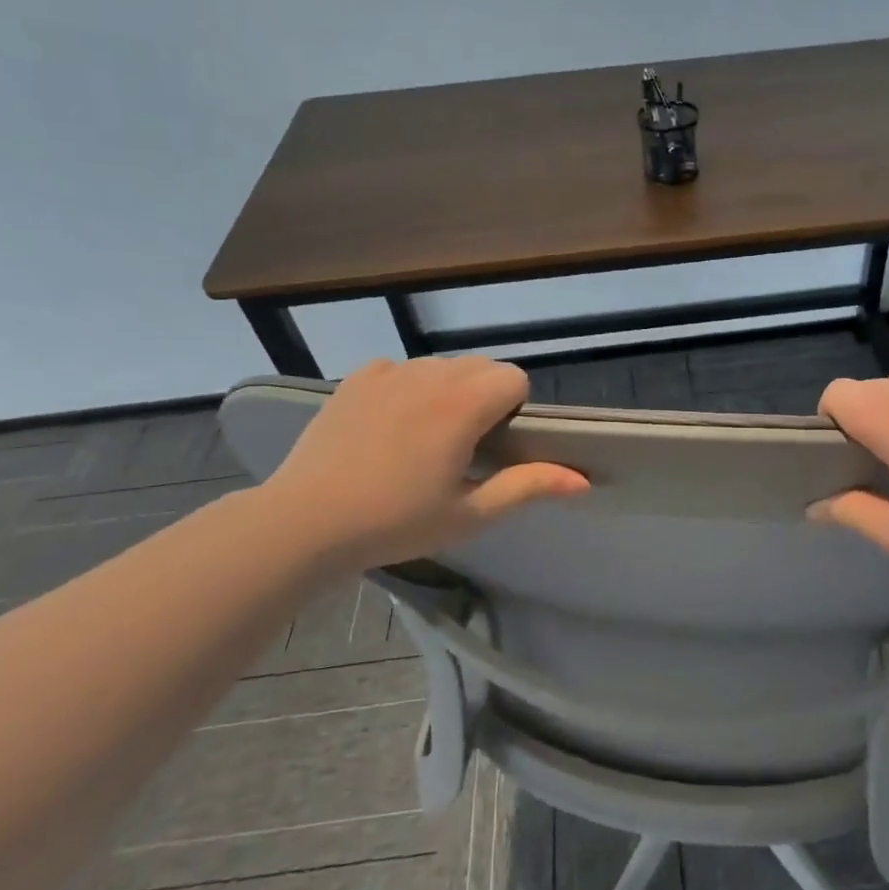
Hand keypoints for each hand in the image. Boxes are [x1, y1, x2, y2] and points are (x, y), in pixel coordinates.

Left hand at [257, 357, 588, 568]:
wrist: (305, 521)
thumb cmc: (395, 522)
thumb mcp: (469, 513)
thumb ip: (529, 487)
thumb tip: (583, 481)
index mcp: (463, 404)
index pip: (514, 377)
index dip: (513, 410)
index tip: (492, 446)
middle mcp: (430, 374)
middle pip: (481, 366)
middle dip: (485, 397)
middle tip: (461, 447)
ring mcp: (389, 371)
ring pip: (442, 366)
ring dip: (447, 391)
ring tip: (421, 439)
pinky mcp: (357, 378)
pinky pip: (400, 369)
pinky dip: (407, 389)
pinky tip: (387, 427)